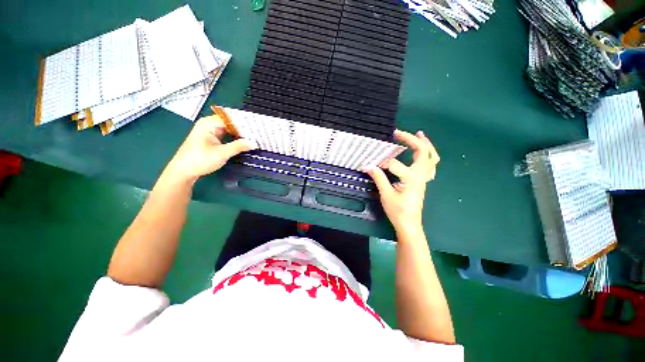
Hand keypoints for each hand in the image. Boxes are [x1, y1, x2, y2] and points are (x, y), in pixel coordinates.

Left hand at [164, 114, 256, 182]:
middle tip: (258, 134)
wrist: (183, 172)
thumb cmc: (199, 160)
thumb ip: (238, 147)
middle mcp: (209, 125)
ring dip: (240, 134)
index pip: (231, 119)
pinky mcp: (212, 139)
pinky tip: (244, 142)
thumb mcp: (221, 154)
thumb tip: (254, 143)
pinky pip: (227, 135)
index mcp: (208, 124)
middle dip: (244, 129)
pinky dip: (235, 138)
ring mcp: (210, 132)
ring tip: (254, 138)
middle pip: (231, 123)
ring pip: (230, 129)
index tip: (257, 129)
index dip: (244, 124)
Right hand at [363, 129, 439, 231]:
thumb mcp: (386, 195)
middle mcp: (421, 175)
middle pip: (421, 152)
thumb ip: (378, 178)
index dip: (380, 163)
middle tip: (398, 133)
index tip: (370, 164)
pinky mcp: (423, 181)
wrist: (409, 224)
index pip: (394, 164)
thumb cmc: (398, 211)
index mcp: (411, 179)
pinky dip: (428, 155)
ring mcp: (424, 178)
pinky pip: (430, 164)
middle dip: (410, 140)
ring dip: (425, 144)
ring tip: (418, 134)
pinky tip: (421, 152)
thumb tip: (367, 165)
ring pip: (431, 157)